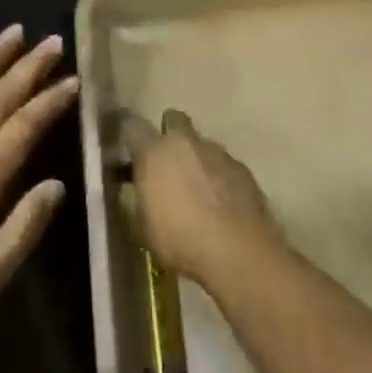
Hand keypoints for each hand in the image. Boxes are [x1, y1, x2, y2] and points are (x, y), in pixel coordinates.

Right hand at [124, 109, 280, 285]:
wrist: (238, 251)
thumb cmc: (181, 240)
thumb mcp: (144, 229)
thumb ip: (138, 200)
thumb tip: (137, 190)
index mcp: (154, 152)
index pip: (132, 125)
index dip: (130, 135)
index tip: (130, 149)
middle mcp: (184, 142)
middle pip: (174, 120)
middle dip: (170, 134)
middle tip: (168, 163)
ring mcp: (216, 152)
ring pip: (201, 144)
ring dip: (197, 160)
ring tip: (199, 192)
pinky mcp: (241, 168)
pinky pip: (224, 164)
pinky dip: (220, 177)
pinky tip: (222, 203)